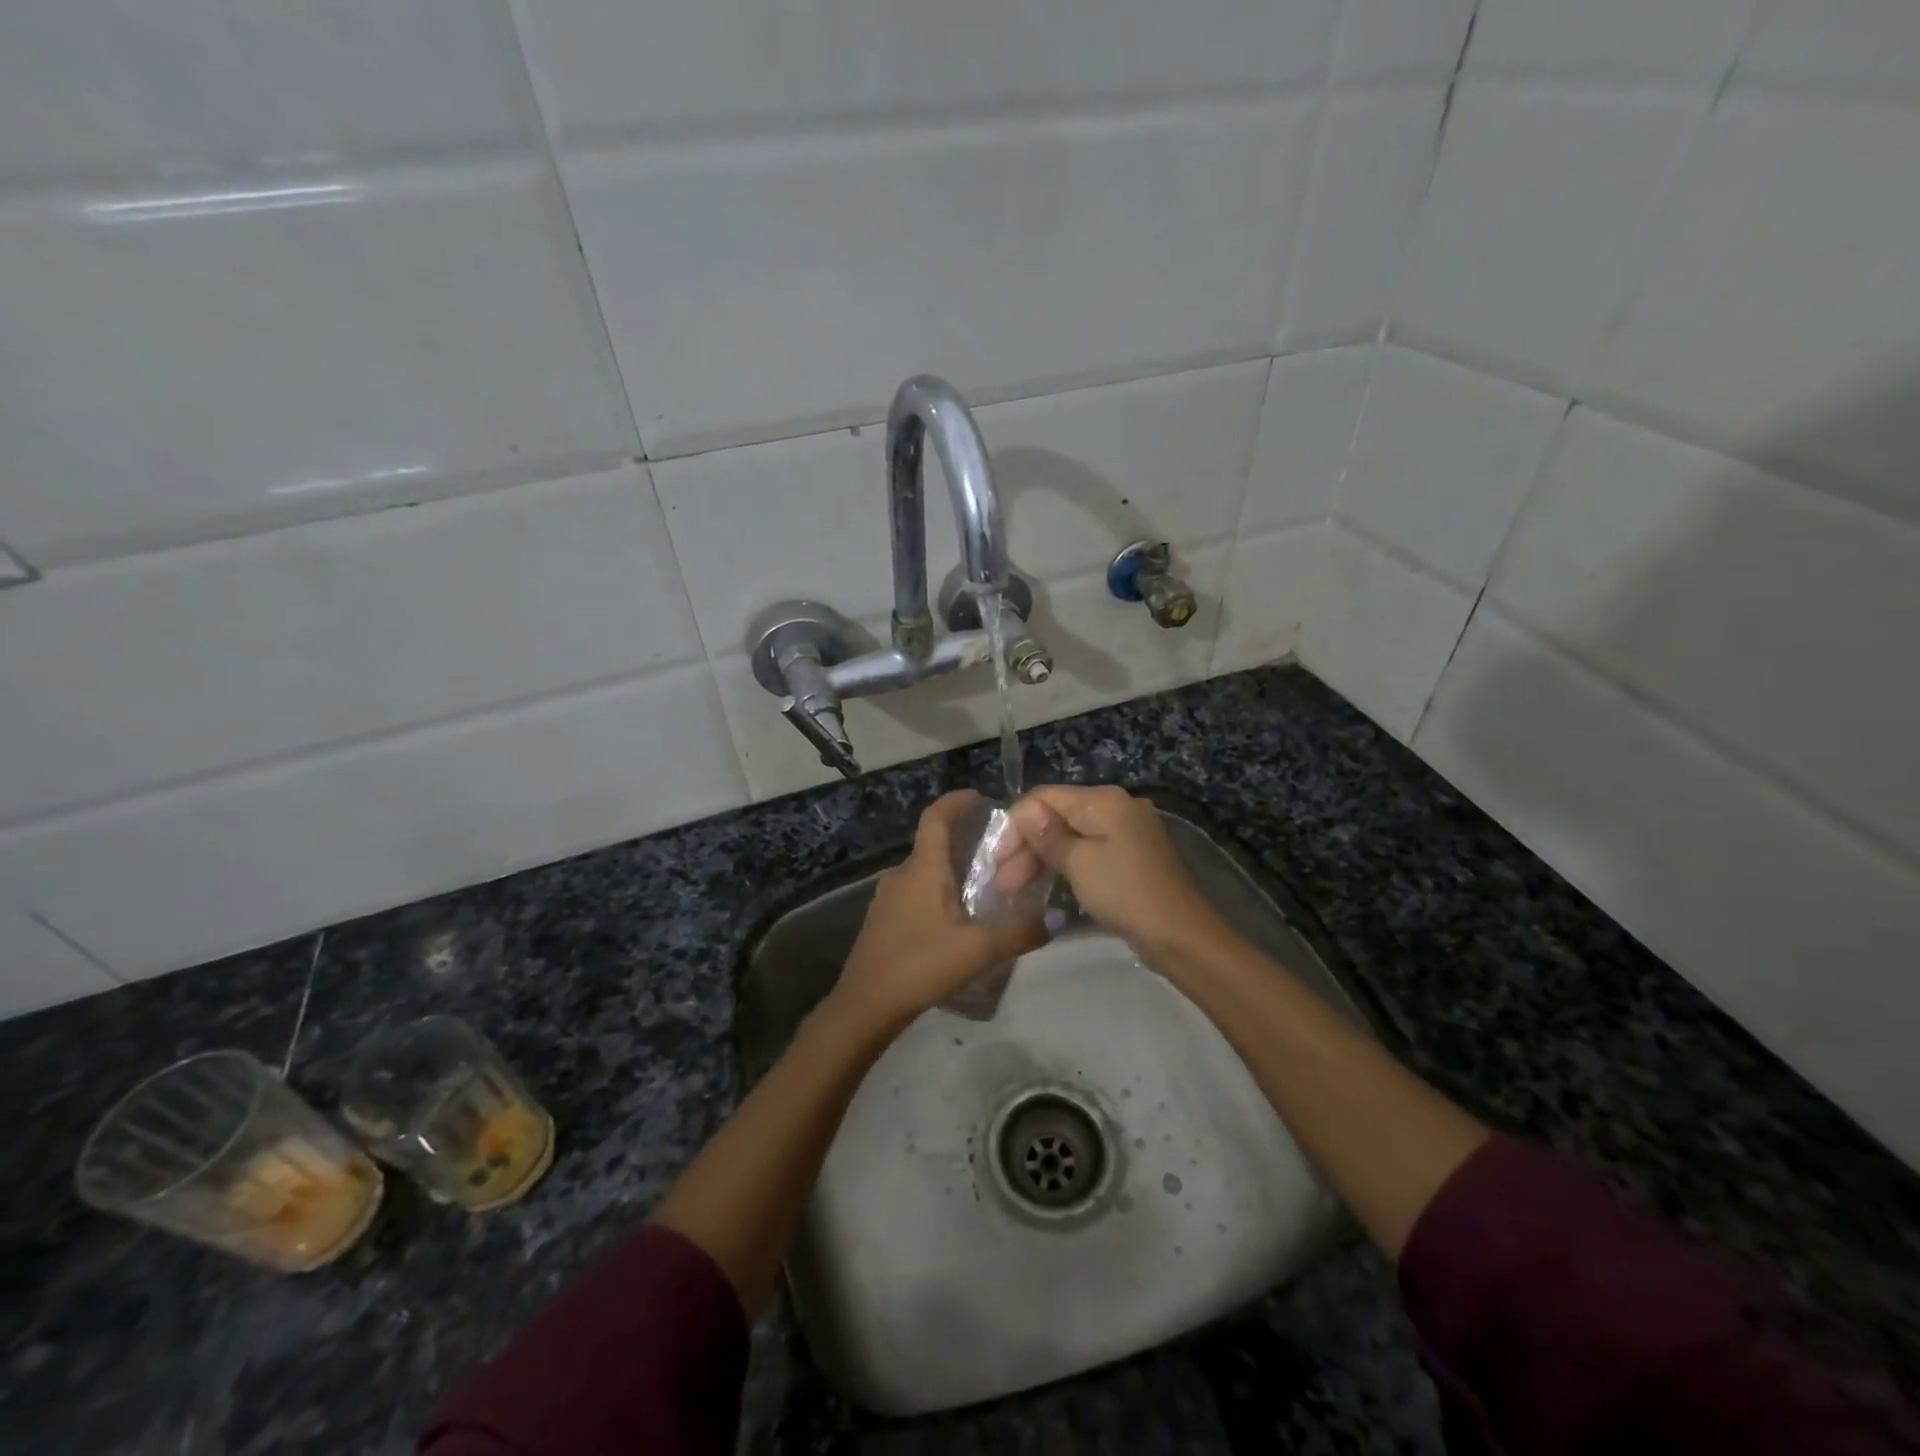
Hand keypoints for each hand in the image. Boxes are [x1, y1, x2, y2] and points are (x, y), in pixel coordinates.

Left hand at [830, 790, 1048, 1030]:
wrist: (864, 1006)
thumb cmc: (919, 966)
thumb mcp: (976, 951)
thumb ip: (1019, 933)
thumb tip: (1059, 918)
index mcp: (923, 868)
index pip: (937, 816)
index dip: (958, 801)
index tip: (983, 798)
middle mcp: (902, 873)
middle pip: (933, 842)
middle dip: (964, 839)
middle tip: (1000, 852)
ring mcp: (888, 897)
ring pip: (924, 870)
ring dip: (951, 869)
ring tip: (984, 887)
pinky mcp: (883, 919)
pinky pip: (915, 891)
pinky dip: (937, 891)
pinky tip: (956, 919)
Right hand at [996, 785, 1225, 956]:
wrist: (1180, 935)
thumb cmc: (1125, 893)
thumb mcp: (1079, 863)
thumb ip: (1048, 835)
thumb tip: (1026, 812)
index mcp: (1104, 800)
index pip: (1045, 797)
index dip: (1016, 825)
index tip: (996, 861)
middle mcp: (1116, 806)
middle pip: (1058, 816)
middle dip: (1026, 846)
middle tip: (1003, 883)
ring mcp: (1126, 831)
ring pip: (1071, 835)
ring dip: (1041, 858)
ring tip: (1015, 889)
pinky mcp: (1130, 855)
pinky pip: (1088, 850)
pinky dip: (1064, 864)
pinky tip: (1045, 883)